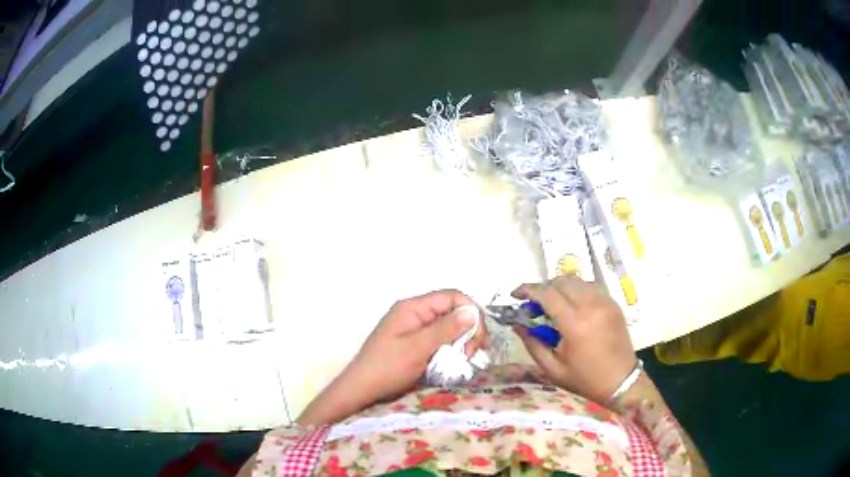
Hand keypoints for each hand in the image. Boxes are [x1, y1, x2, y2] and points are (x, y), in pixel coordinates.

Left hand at [349, 290, 486, 400]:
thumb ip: (445, 329)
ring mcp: (416, 330)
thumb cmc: (386, 368)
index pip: (452, 297)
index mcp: (413, 308)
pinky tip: (454, 364)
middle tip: (471, 353)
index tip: (479, 336)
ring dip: (461, 342)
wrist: (362, 390)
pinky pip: (441, 342)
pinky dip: (452, 351)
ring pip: (450, 328)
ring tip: (464, 360)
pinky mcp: (417, 346)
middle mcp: (416, 315)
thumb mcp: (417, 348)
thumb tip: (472, 311)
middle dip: (468, 329)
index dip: (470, 311)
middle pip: (453, 312)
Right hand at [512, 276, 636, 403]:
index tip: (515, 295)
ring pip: (577, 280)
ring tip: (553, 304)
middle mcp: (591, 306)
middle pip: (562, 281)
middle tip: (534, 304)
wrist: (621, 381)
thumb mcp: (552, 368)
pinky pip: (591, 287)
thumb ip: (533, 343)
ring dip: (560, 287)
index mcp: (574, 324)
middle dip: (543, 287)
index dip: (528, 290)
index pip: (547, 294)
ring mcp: (605, 302)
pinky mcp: (613, 304)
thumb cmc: (585, 379)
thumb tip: (517, 324)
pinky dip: (577, 290)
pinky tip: (572, 306)